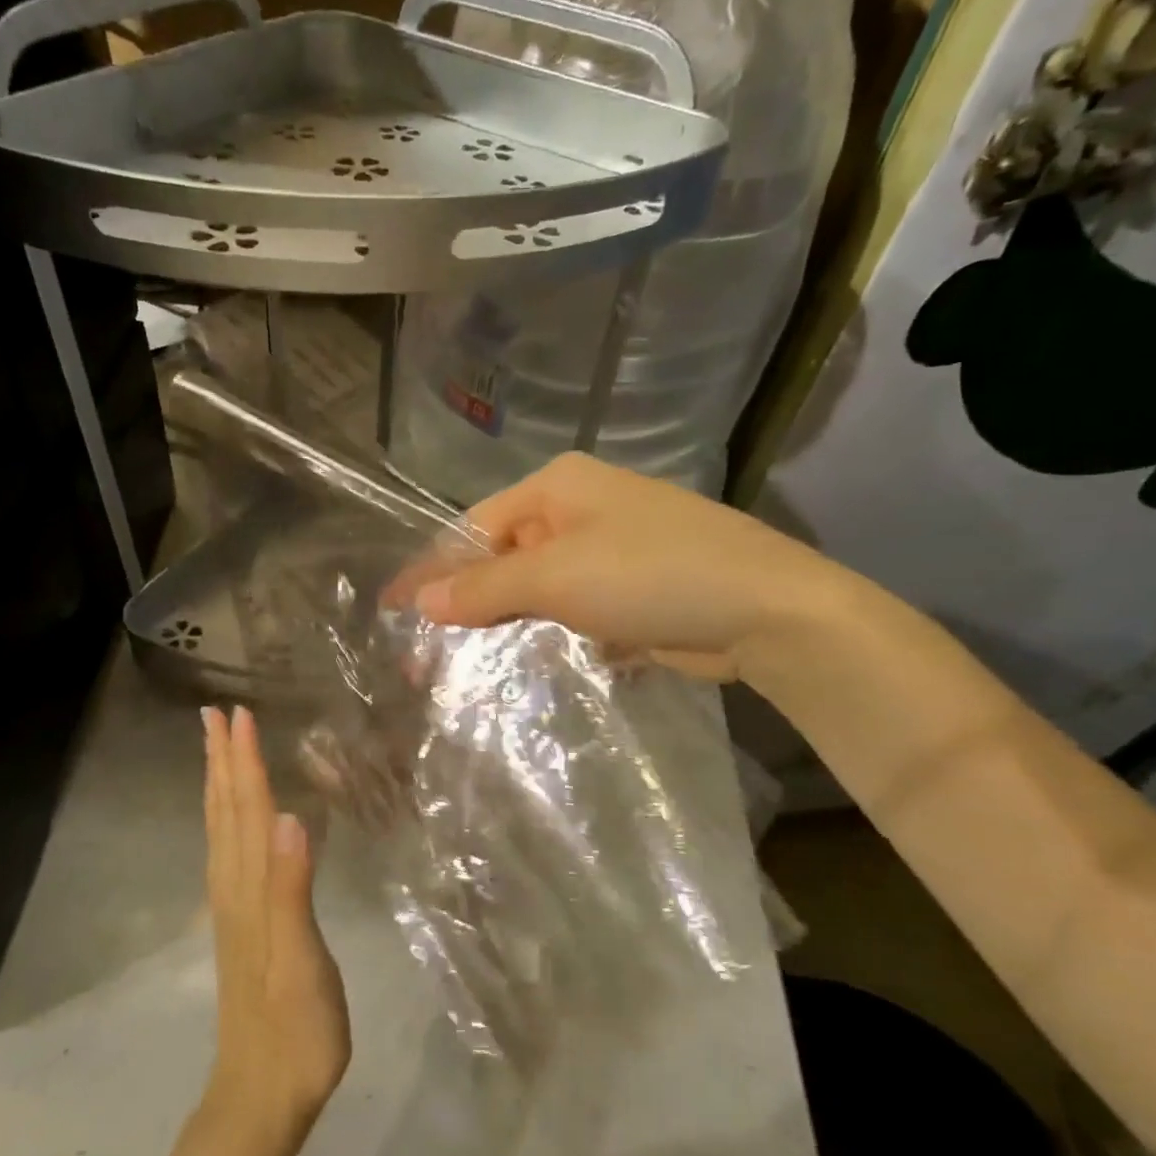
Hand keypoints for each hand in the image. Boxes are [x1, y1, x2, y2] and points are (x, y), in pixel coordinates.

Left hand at [200, 705, 350, 1146]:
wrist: (263, 1096)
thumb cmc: (295, 1028)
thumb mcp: (301, 960)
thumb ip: (292, 888)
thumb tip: (286, 816)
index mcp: (251, 888)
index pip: (247, 809)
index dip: (244, 760)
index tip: (239, 713)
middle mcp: (235, 888)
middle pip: (226, 811)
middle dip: (223, 760)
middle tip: (216, 714)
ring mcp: (236, 908)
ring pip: (222, 831)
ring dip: (220, 785)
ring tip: (218, 751)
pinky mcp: (243, 925)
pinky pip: (229, 854)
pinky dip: (228, 821)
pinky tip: (236, 821)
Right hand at [412, 452, 857, 684]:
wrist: (762, 609)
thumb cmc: (650, 573)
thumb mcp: (556, 577)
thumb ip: (484, 589)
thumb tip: (418, 598)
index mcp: (557, 488)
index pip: (474, 526)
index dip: (432, 568)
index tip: (393, 609)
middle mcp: (579, 511)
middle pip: (503, 558)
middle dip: (465, 604)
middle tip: (425, 653)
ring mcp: (608, 552)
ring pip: (536, 589)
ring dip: (504, 625)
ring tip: (462, 668)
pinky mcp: (629, 593)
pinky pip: (570, 612)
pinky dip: (546, 635)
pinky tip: (521, 665)